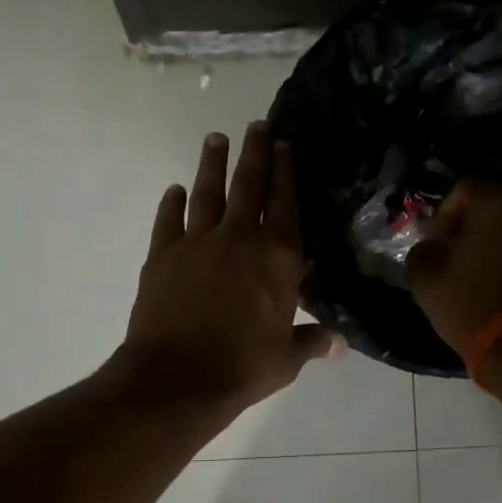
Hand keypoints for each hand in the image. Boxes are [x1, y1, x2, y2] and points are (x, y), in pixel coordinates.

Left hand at [120, 123, 336, 413]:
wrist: (177, 378)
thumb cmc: (243, 367)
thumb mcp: (286, 358)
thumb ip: (312, 342)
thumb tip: (339, 343)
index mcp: (277, 257)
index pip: (285, 202)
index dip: (286, 170)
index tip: (284, 143)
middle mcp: (239, 238)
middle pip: (249, 185)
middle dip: (255, 152)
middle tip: (256, 124)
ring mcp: (197, 242)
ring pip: (207, 192)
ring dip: (212, 163)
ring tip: (215, 137)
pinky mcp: (162, 254)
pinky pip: (168, 220)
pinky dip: (171, 203)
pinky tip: (175, 190)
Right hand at [406, 181, 501, 354]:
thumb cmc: (470, 303)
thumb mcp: (425, 277)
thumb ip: (422, 250)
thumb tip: (432, 247)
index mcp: (498, 202)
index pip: (464, 190)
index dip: (444, 216)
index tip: (436, 245)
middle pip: (497, 209)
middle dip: (475, 229)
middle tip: (459, 258)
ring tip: (486, 279)